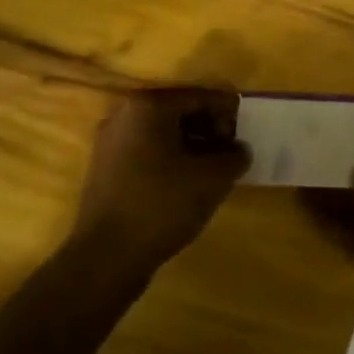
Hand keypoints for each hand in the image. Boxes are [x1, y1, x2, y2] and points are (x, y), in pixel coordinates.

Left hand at [77, 88, 250, 263]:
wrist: (107, 257)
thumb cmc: (162, 205)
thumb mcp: (213, 178)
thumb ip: (235, 156)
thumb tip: (239, 150)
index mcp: (149, 106)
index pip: (200, 97)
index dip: (228, 113)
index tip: (247, 134)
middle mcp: (124, 115)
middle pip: (180, 111)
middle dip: (210, 128)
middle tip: (231, 152)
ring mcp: (110, 142)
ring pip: (163, 133)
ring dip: (192, 145)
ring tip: (213, 170)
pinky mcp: (105, 169)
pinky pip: (147, 151)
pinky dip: (171, 159)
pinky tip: (187, 183)